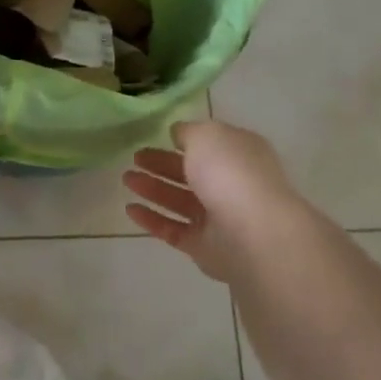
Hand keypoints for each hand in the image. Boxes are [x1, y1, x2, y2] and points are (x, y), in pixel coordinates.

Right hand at [122, 120, 315, 283]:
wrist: (253, 233)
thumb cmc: (231, 173)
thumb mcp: (207, 136)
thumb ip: (189, 133)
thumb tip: (178, 134)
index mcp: (239, 154)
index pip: (210, 144)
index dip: (184, 139)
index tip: (158, 136)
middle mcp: (231, 184)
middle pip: (191, 172)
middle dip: (162, 164)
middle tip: (134, 158)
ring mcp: (219, 217)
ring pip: (180, 200)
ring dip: (153, 189)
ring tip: (126, 179)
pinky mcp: (204, 246)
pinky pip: (173, 229)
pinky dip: (152, 219)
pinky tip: (130, 209)